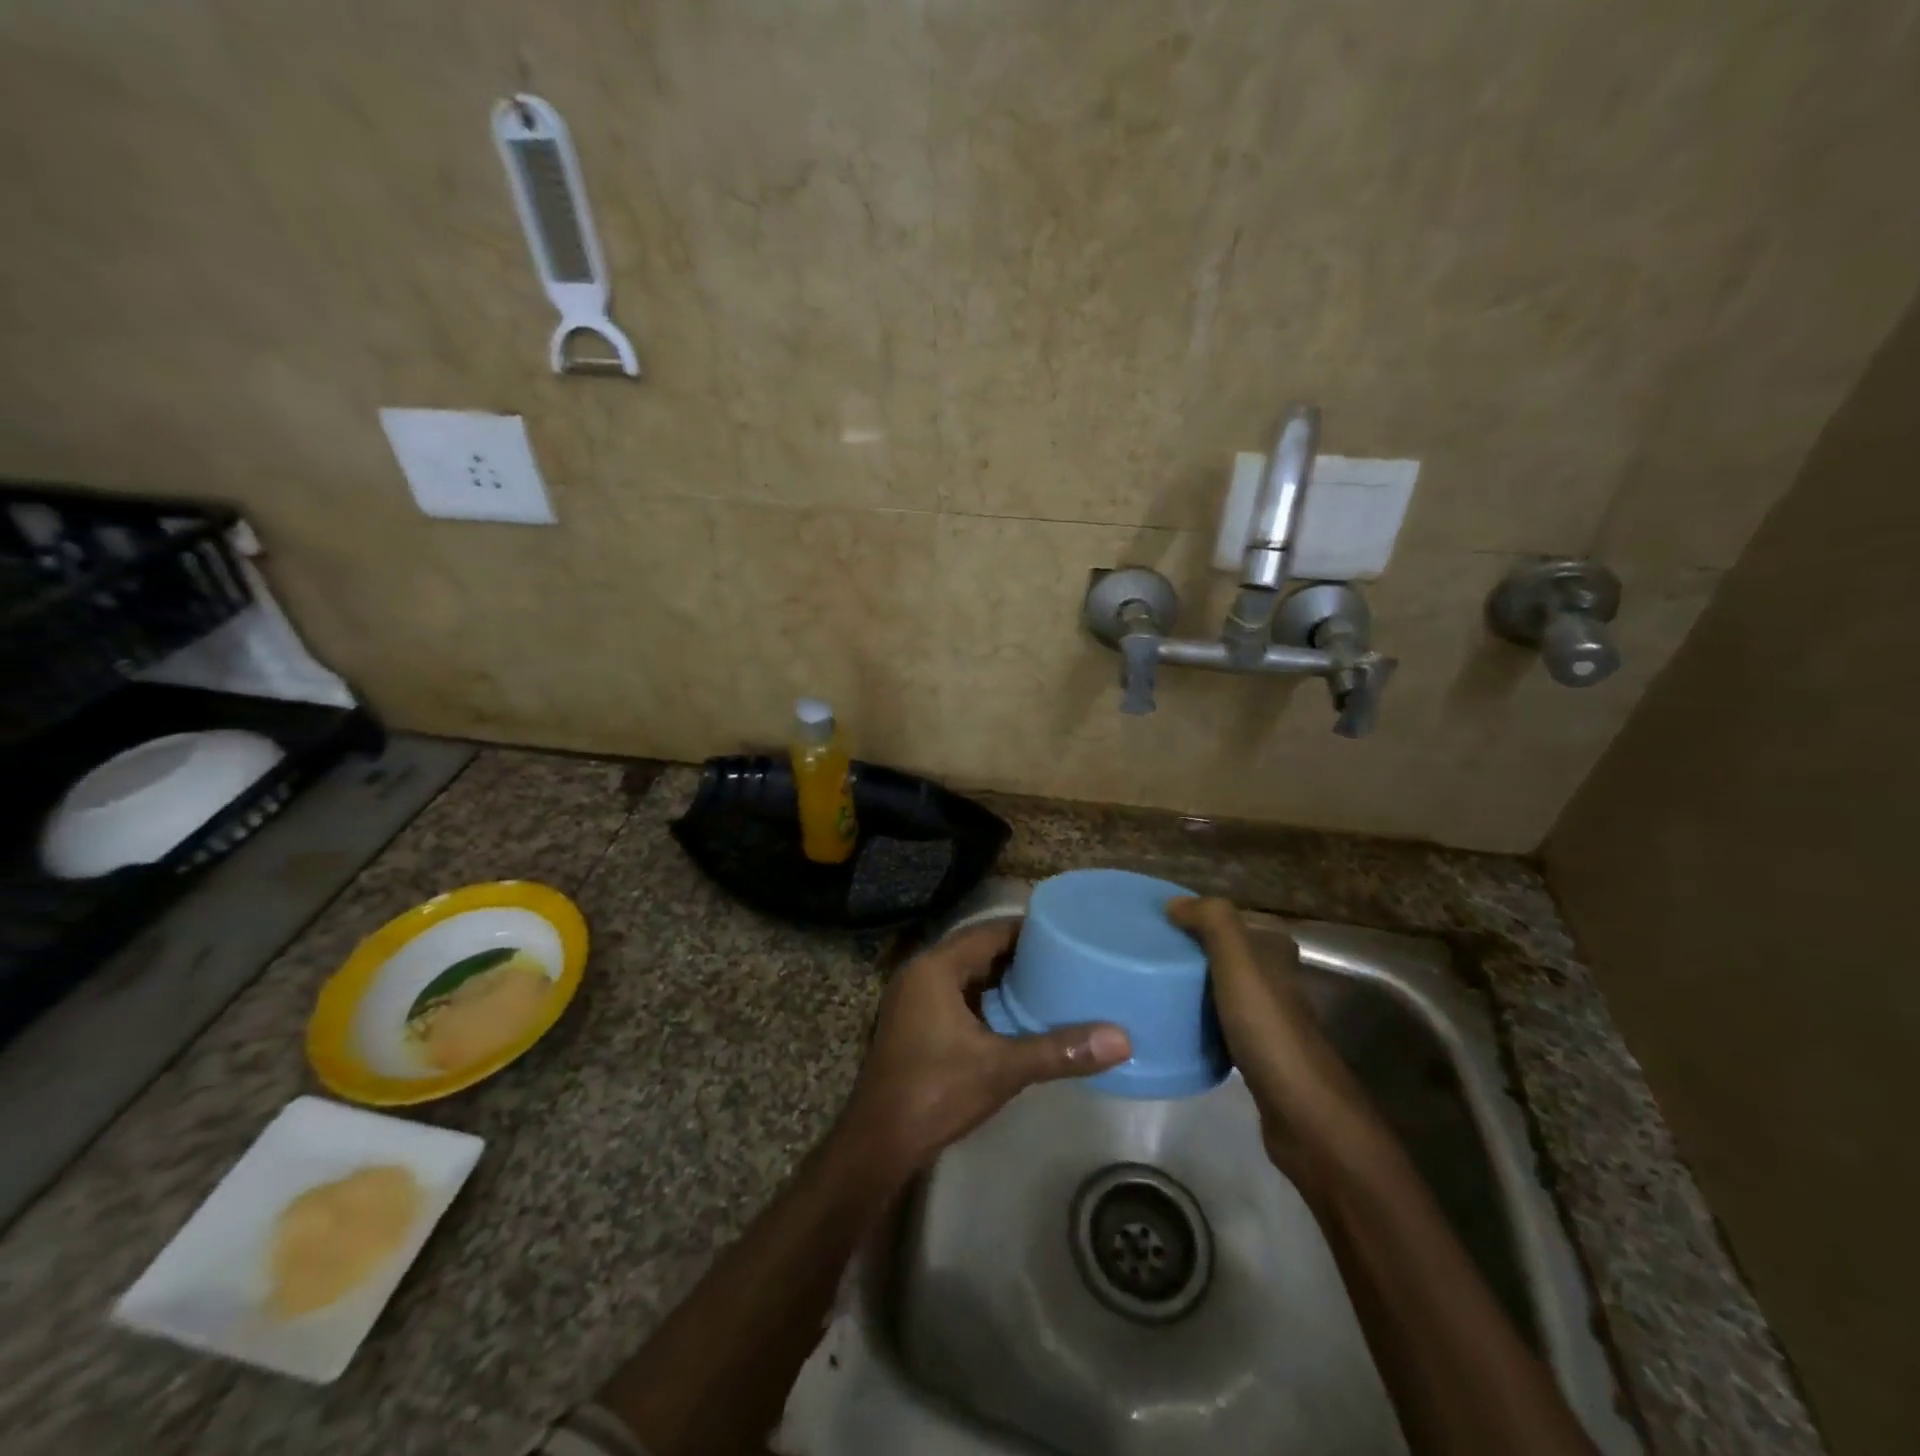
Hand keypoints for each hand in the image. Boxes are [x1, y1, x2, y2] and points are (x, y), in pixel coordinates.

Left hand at [840, 920, 1131, 1173]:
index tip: (1067, 933)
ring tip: (1052, 982)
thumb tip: (1121, 1039)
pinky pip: (959, 996)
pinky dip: (988, 1000)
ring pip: (968, 975)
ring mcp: (914, 1000)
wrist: (878, 1144)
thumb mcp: (1001, 1068)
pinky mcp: (916, 1024)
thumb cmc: (935, 1092)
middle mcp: (921, 973)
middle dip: (1021, 955)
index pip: (989, 932)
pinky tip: (1019, 1016)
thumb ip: (1059, 1050)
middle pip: (979, 950)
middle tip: (1068, 958)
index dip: (1028, 931)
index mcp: (936, 968)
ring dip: (1004, 979)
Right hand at [1167, 896, 1369, 1171]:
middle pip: (1223, 955)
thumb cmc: (1268, 1029)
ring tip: (1152, 988)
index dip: (1196, 917)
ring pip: (1220, 989)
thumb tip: (1174, 903)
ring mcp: (1268, 1019)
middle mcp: (1276, 980)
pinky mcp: (1257, 1054)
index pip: (1229, 921)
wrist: (1302, 1113)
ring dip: (1192, 987)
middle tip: (1146, 957)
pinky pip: (1218, 1024)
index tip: (1156, 925)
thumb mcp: (1239, 961)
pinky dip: (1198, 1021)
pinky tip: (1174, 1027)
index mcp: (1275, 952)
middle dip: (1189, 952)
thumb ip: (1212, 921)